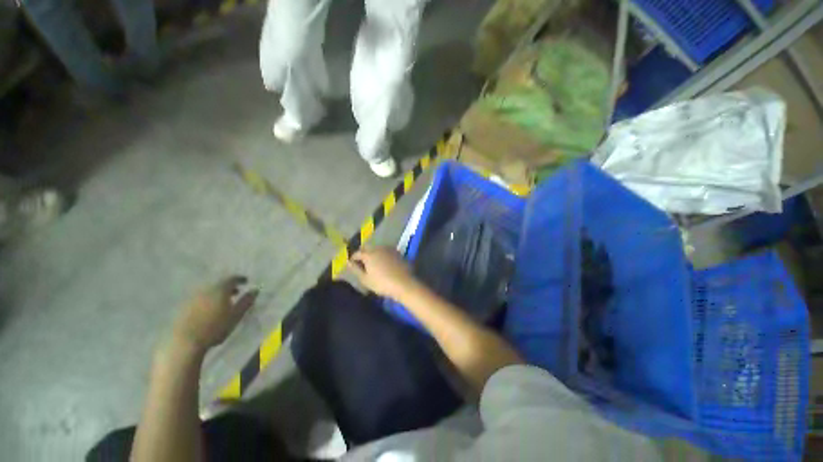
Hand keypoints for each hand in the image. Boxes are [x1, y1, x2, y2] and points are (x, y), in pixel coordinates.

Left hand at [172, 276, 258, 351]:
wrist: (185, 341)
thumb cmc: (215, 327)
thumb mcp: (236, 315)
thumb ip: (246, 301)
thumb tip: (255, 290)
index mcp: (219, 289)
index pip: (231, 279)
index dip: (240, 279)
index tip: (246, 282)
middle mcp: (205, 289)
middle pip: (219, 284)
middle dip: (228, 287)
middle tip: (236, 293)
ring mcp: (192, 298)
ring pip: (208, 292)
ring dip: (217, 294)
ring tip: (223, 303)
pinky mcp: (183, 307)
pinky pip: (199, 299)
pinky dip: (207, 301)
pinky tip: (208, 310)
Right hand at [348, 247, 416, 299]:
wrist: (403, 283)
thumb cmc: (381, 283)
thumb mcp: (365, 279)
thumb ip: (355, 269)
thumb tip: (348, 262)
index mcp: (368, 254)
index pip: (357, 253)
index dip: (353, 258)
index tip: (352, 264)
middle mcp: (378, 248)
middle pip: (367, 248)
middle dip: (363, 253)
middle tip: (362, 263)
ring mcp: (389, 249)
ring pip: (377, 248)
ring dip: (373, 253)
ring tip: (373, 263)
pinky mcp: (397, 252)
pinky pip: (386, 251)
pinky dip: (382, 255)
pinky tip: (384, 263)